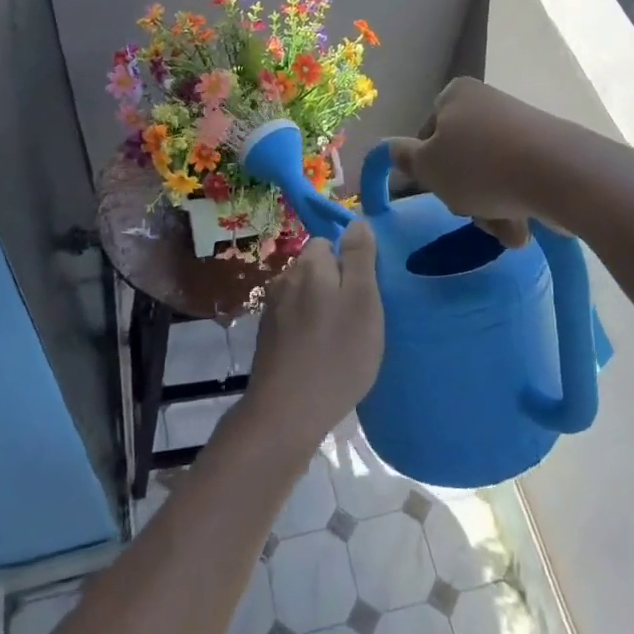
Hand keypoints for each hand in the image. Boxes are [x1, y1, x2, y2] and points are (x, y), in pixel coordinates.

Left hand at [246, 222, 384, 452]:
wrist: (287, 412)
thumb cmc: (336, 353)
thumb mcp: (363, 301)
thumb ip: (359, 257)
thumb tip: (357, 221)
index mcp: (308, 265)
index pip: (328, 242)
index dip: (349, 262)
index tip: (366, 291)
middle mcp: (284, 279)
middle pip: (315, 269)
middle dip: (335, 285)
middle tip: (358, 319)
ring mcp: (271, 310)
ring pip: (304, 296)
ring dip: (320, 310)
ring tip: (341, 341)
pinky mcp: (267, 338)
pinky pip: (294, 321)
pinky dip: (308, 331)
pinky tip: (320, 356)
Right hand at [383, 78, 561, 248]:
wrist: (560, 173)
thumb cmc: (480, 166)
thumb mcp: (428, 167)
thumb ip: (404, 159)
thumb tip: (389, 148)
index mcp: (456, 95)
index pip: (427, 134)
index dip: (427, 167)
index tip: (436, 189)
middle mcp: (488, 103)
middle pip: (461, 157)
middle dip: (463, 193)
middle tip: (469, 212)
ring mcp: (522, 126)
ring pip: (490, 175)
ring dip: (490, 209)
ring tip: (504, 230)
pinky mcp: (549, 150)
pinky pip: (520, 181)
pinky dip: (516, 205)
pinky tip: (523, 227)